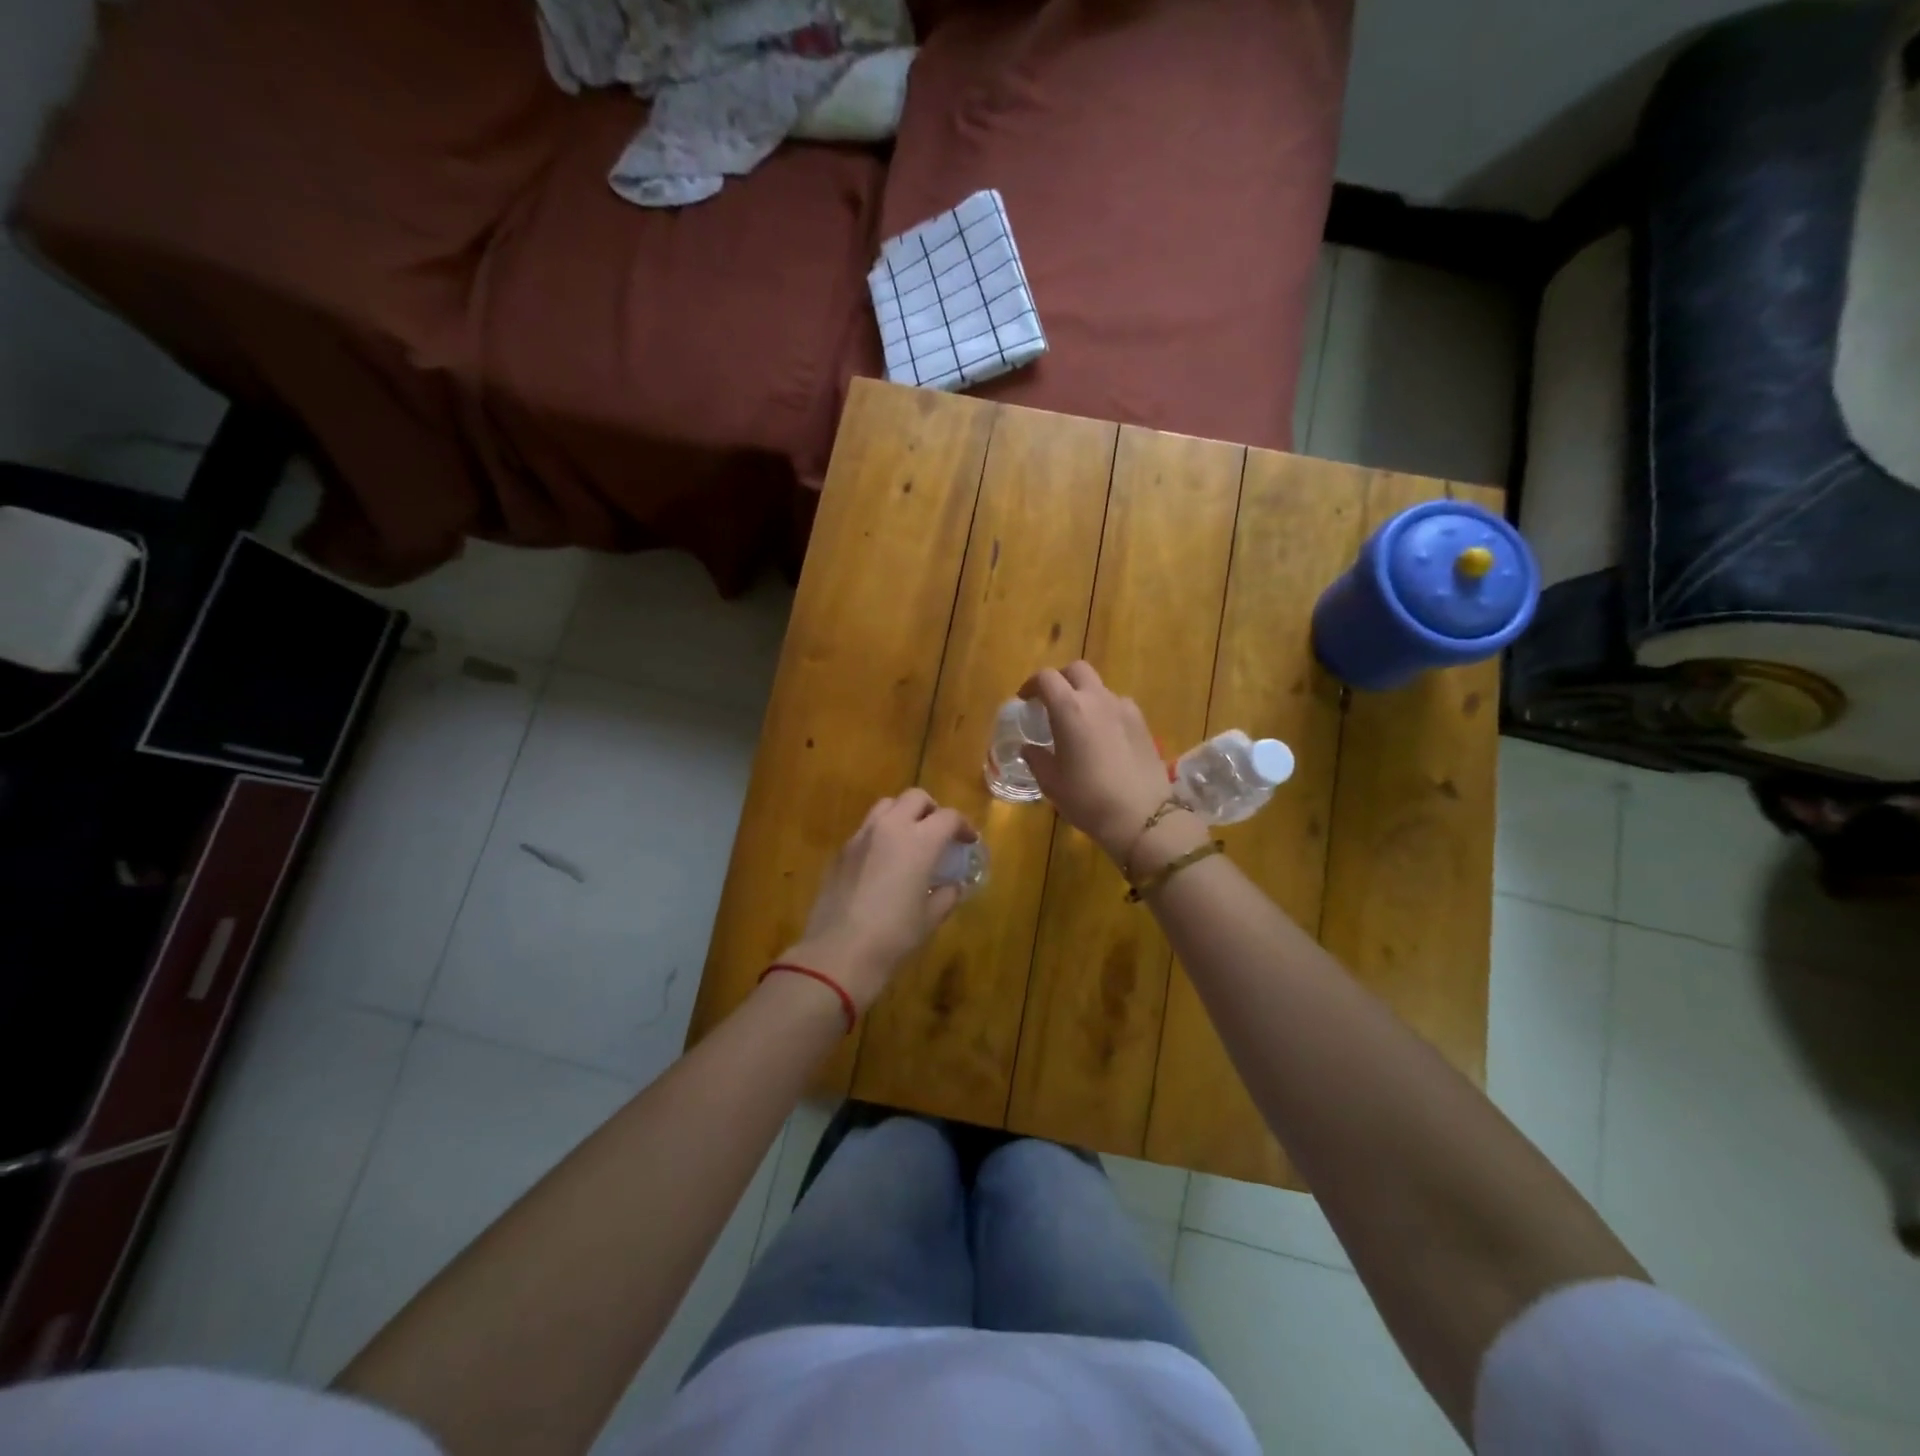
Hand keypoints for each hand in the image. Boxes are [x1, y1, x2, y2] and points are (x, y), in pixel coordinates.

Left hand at [779, 790, 975, 1011]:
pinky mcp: (841, 851)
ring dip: (903, 814)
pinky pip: (866, 829)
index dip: (963, 826)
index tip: (968, 842)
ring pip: (886, 806)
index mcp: (920, 841)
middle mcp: (890, 828)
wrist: (839, 951)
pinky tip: (883, 861)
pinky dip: (881, 833)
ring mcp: (861, 836)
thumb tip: (954, 886)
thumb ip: (947, 895)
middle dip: (932, 810)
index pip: (948, 817)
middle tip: (939, 832)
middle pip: (915, 798)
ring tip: (910, 839)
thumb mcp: (930, 918)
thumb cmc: (894, 935)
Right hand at [1021, 662, 1173, 862]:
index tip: (1025, 700)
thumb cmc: (1087, 798)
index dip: (1031, 685)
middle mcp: (1098, 699)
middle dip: (1061, 679)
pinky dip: (1105, 711)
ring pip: (1100, 688)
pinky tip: (1103, 737)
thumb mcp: (1051, 782)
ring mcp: (1124, 709)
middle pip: (1077, 670)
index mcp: (1069, 709)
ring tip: (1079, 723)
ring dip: (1085, 696)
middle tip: (1051, 702)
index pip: (1046, 678)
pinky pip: (1118, 706)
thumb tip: (1029, 748)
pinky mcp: (1143, 724)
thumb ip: (1036, 758)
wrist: (1142, 816)